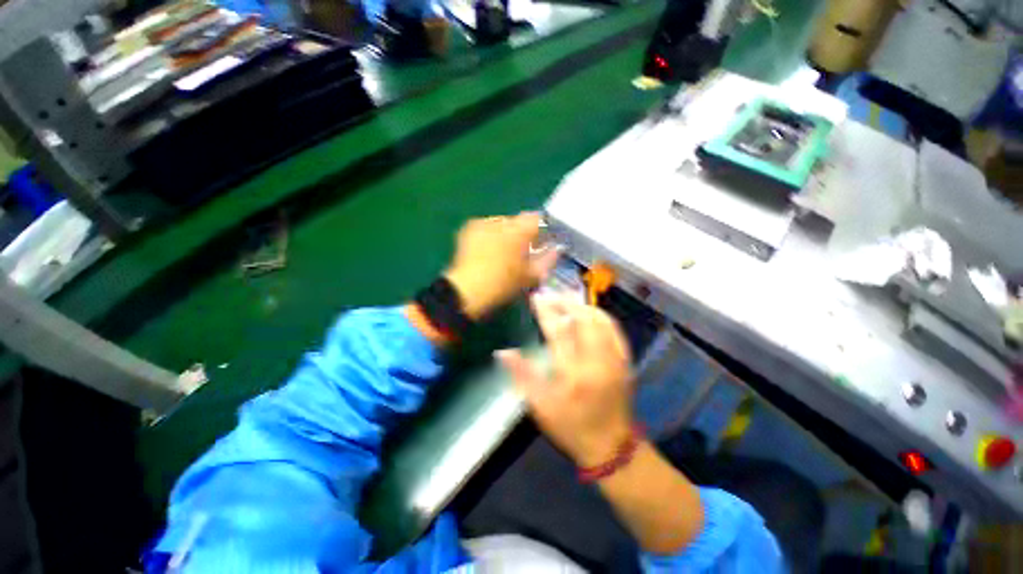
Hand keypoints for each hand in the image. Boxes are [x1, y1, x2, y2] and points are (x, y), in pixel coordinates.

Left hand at [444, 213, 558, 319]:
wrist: (468, 290)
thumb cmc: (503, 284)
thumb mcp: (530, 276)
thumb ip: (546, 260)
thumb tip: (556, 250)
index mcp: (519, 231)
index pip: (537, 219)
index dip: (541, 229)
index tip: (540, 242)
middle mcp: (501, 221)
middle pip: (518, 221)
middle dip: (522, 233)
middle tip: (521, 251)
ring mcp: (483, 223)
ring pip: (501, 224)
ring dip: (506, 234)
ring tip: (502, 252)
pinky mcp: (469, 229)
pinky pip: (486, 227)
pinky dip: (490, 235)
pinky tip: (487, 250)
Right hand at [497, 293, 634, 467]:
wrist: (611, 445)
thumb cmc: (570, 427)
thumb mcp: (540, 407)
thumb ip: (521, 375)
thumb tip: (503, 351)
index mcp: (573, 374)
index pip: (558, 331)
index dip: (546, 311)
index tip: (536, 297)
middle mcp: (597, 361)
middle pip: (582, 319)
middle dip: (564, 301)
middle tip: (549, 294)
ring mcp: (615, 359)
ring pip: (600, 319)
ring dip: (581, 305)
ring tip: (565, 298)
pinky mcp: (626, 360)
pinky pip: (614, 328)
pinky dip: (599, 314)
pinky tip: (588, 310)